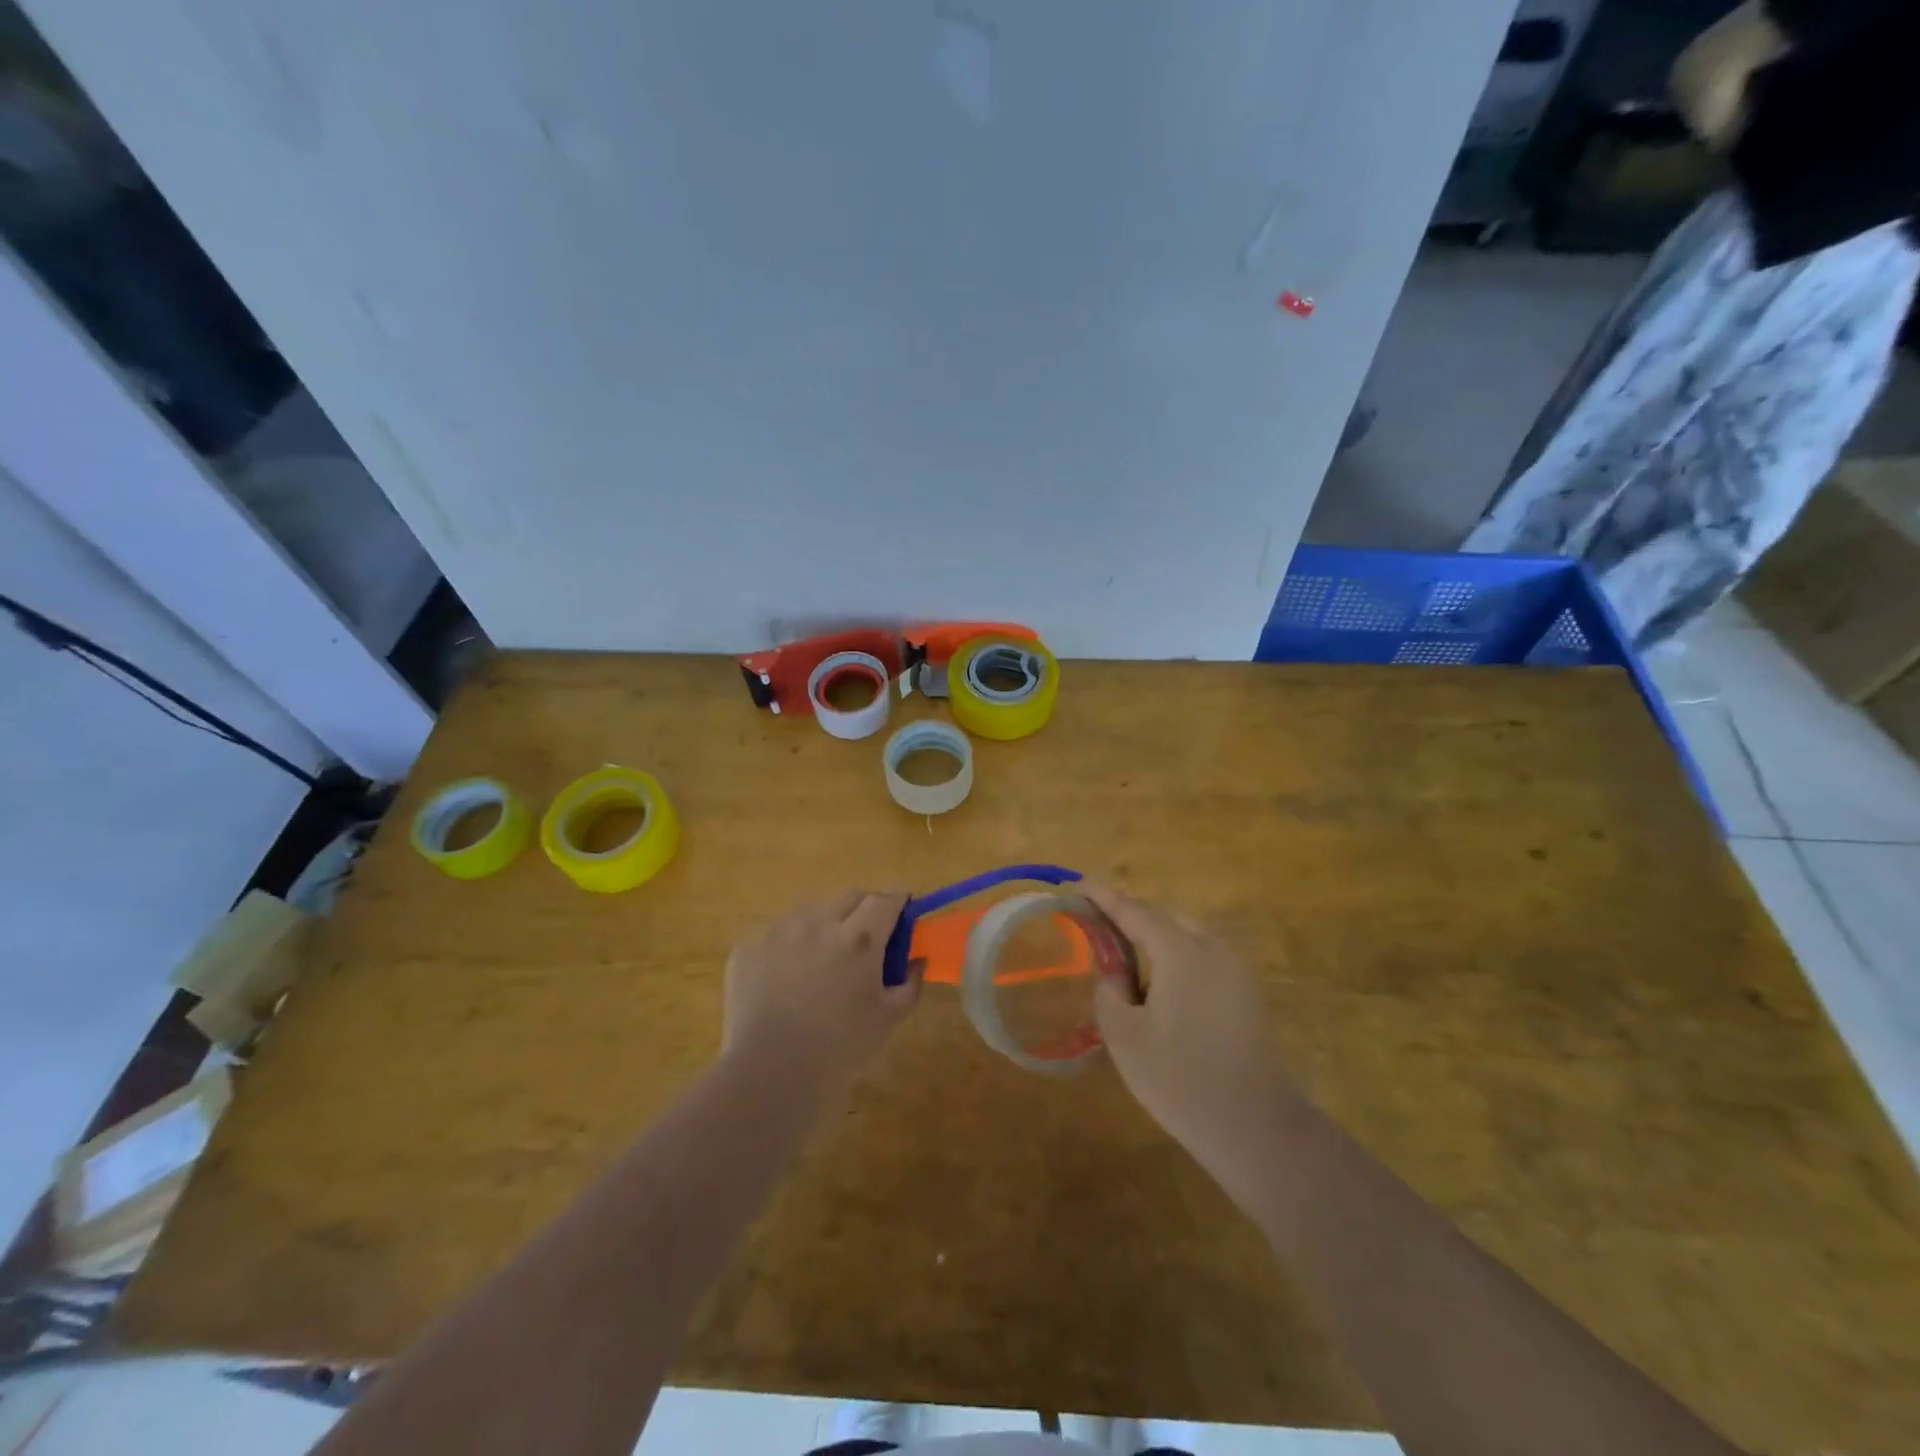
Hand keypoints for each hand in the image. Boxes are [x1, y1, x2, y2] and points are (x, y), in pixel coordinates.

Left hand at [721, 891, 920, 1093]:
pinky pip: (776, 932)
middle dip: (865, 907)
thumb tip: (916, 961)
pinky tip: (785, 976)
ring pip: (811, 912)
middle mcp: (820, 922)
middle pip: (850, 897)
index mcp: (860, 939)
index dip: (898, 901)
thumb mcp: (889, 1020)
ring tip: (822, 959)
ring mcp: (780, 930)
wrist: (770, 1071)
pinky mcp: (748, 945)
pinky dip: (789, 945)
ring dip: (825, 924)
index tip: (903, 911)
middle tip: (867, 935)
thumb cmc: (839, 1048)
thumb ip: (910, 984)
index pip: (885, 901)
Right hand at [1085, 885, 1298, 1203]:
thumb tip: (1113, 973)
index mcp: (1181, 952)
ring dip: (1154, 932)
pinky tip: (1160, 980)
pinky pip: (1203, 953)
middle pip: (1164, 915)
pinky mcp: (1246, 991)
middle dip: (1130, 912)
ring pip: (1187, 932)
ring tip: (1124, 950)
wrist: (1254, 1125)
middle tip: (1097, 921)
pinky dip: (1175, 951)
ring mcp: (1235, 969)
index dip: (1104, 896)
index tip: (1077, 885)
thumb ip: (1110, 991)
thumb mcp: (1124, 1036)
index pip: (1134, 910)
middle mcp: (1212, 948)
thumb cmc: (1180, 1079)